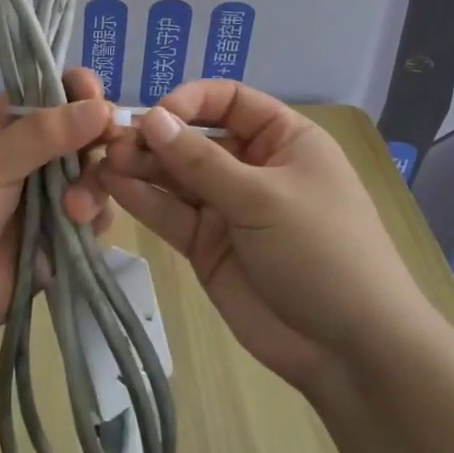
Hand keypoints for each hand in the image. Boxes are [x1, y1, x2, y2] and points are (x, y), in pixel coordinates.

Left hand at [0, 68, 113, 346]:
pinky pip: (96, 214)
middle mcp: (34, 153)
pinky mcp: (63, 232)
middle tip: (109, 147)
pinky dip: (95, 216)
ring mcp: (51, 194)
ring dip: (94, 184)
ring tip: (73, 210)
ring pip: (95, 172)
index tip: (95, 96)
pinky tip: (77, 225)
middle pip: (85, 131)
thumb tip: (103, 107)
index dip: (78, 90)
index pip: (53, 92)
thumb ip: (45, 133)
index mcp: (8, 123)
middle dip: (99, 139)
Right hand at [77, 81, 433, 393]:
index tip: (154, 116)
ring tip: (103, 163)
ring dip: (141, 167)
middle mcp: (251, 166)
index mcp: (282, 140)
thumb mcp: (264, 198)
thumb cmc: (323, 253)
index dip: (189, 101)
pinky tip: (113, 187)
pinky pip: (170, 213)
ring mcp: (227, 207)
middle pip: (193, 138)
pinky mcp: (206, 244)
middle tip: (111, 142)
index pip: (228, 101)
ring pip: (175, 176)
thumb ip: (201, 160)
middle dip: (155, 138)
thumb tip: (151, 117)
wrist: (350, 351)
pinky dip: (143, 200)